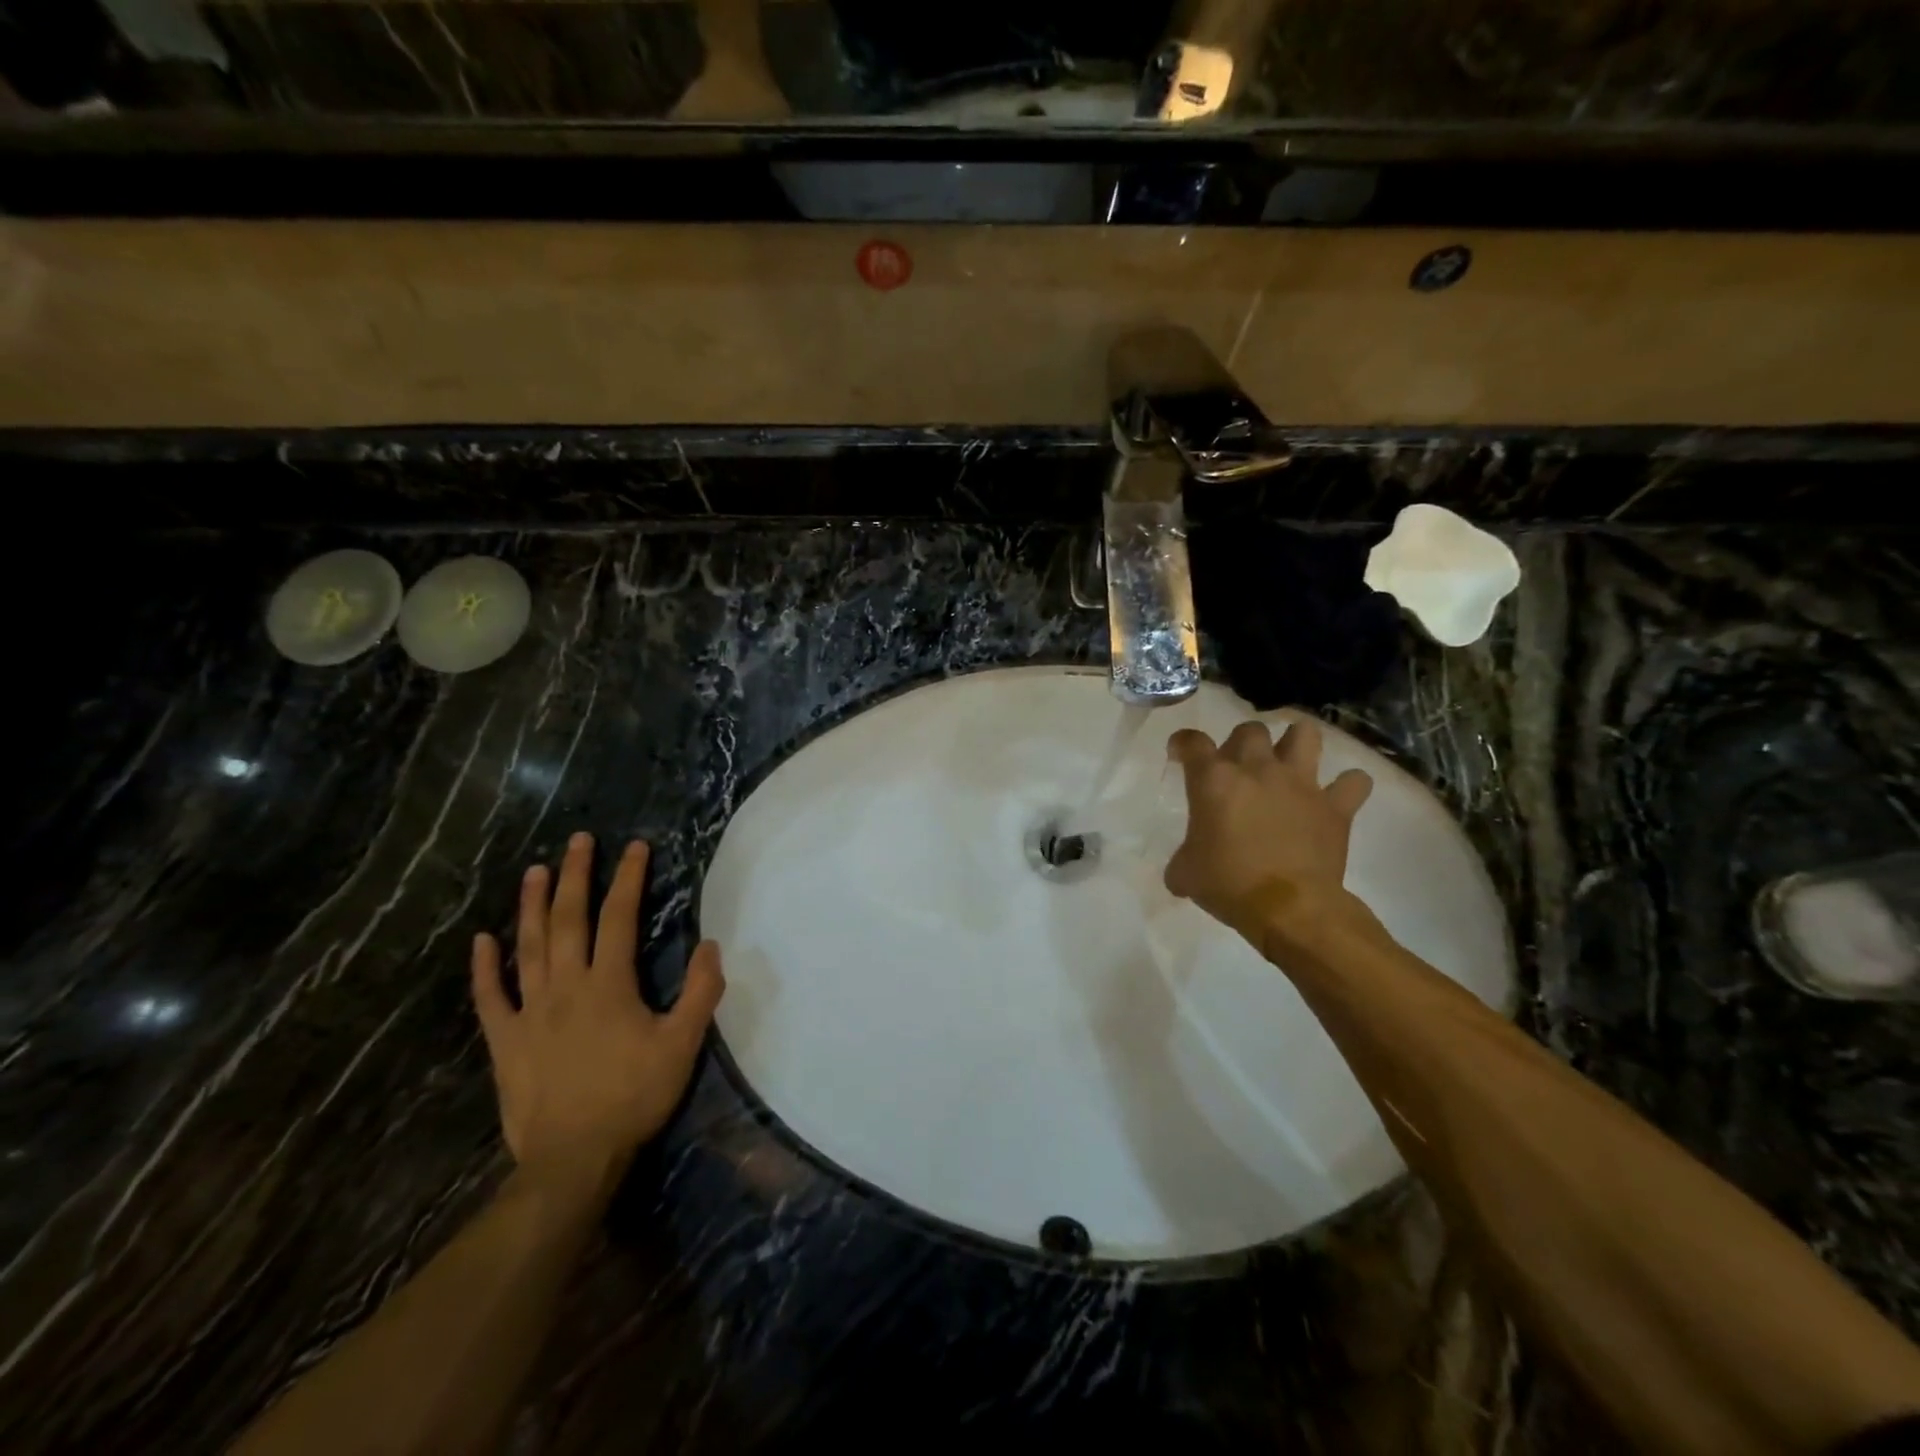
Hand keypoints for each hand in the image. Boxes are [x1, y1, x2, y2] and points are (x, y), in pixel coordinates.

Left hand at [472, 834, 724, 1183]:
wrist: (573, 1158)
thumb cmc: (633, 1096)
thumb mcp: (683, 1045)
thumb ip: (701, 992)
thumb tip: (710, 944)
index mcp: (608, 984)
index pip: (619, 917)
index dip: (628, 878)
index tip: (635, 847)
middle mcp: (566, 986)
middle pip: (567, 920)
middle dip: (574, 876)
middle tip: (577, 841)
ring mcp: (530, 1012)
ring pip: (527, 948)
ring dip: (530, 906)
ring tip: (534, 871)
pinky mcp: (505, 1041)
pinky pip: (491, 998)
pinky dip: (485, 968)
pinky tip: (481, 941)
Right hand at [1164, 719, 1373, 946]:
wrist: (1289, 909)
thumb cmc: (1229, 885)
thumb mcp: (1186, 875)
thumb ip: (1182, 860)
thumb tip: (1180, 872)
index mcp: (1214, 781)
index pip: (1192, 742)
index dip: (1183, 744)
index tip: (1182, 754)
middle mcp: (1257, 770)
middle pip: (1250, 730)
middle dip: (1242, 742)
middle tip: (1239, 766)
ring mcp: (1300, 783)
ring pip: (1304, 734)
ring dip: (1297, 741)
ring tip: (1290, 758)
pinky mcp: (1335, 806)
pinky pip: (1355, 782)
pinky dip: (1349, 785)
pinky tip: (1338, 795)